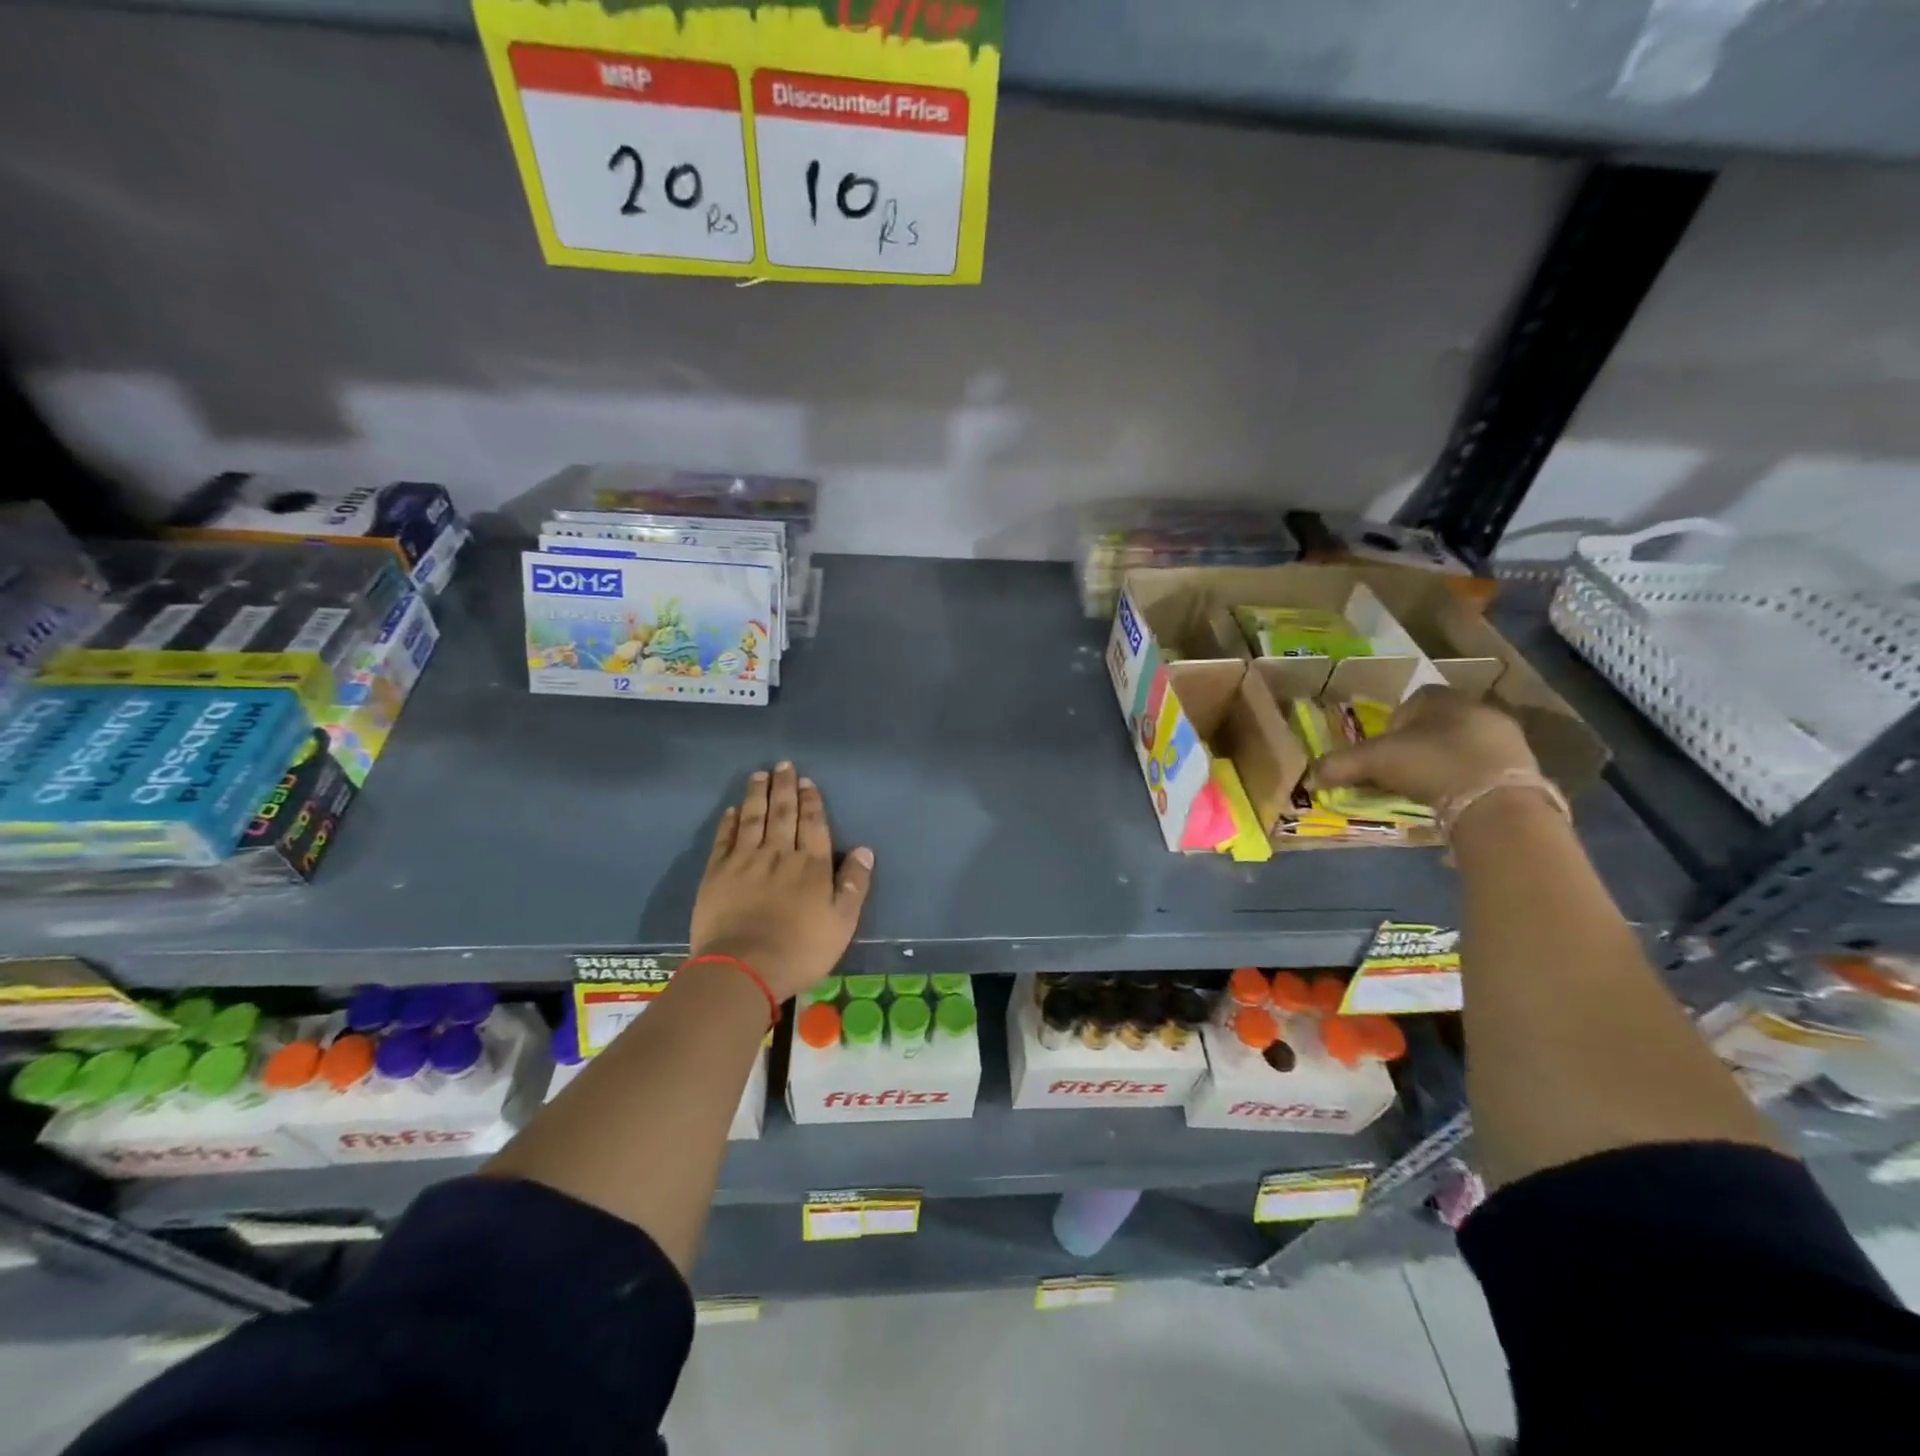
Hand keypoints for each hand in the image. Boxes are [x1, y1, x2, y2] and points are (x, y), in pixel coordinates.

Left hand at [688, 763, 874, 1003]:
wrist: (743, 969)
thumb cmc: (800, 950)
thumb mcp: (841, 923)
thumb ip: (854, 885)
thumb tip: (865, 850)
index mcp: (812, 865)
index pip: (813, 824)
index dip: (811, 801)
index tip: (807, 782)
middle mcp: (779, 854)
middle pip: (783, 813)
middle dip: (785, 788)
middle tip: (784, 765)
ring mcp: (746, 861)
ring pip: (753, 818)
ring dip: (757, 795)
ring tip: (759, 775)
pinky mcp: (717, 873)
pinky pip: (725, 839)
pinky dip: (729, 822)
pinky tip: (732, 810)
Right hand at [1311, 685, 1538, 806]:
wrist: (1497, 801)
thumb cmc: (1431, 764)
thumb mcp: (1374, 762)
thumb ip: (1340, 765)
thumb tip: (1309, 776)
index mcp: (1441, 697)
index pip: (1413, 700)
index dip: (1393, 724)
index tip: (1384, 750)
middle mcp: (1477, 707)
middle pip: (1439, 721)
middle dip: (1420, 743)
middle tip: (1403, 769)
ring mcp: (1507, 735)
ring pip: (1464, 742)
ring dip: (1445, 759)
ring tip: (1429, 786)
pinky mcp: (1525, 764)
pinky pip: (1485, 765)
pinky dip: (1468, 777)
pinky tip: (1456, 796)